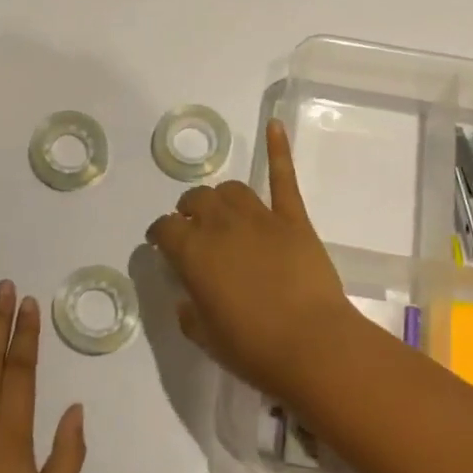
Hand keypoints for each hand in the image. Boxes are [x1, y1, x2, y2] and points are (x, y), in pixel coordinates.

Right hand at [147, 119, 367, 397]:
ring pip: (231, 189)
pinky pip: (283, 178)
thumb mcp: (206, 337)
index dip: (159, 234)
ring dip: (220, 196)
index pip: (164, 229)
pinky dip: (278, 149)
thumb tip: (186, 297)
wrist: (312, 344)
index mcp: (193, 253)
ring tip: (221, 207)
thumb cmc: (253, 347)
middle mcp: (221, 225)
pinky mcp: (293, 219)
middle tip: (192, 226)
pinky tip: (274, 124)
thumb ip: (189, 311)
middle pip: (196, 201)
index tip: (160, 243)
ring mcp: (260, 217)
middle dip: (188, 210)